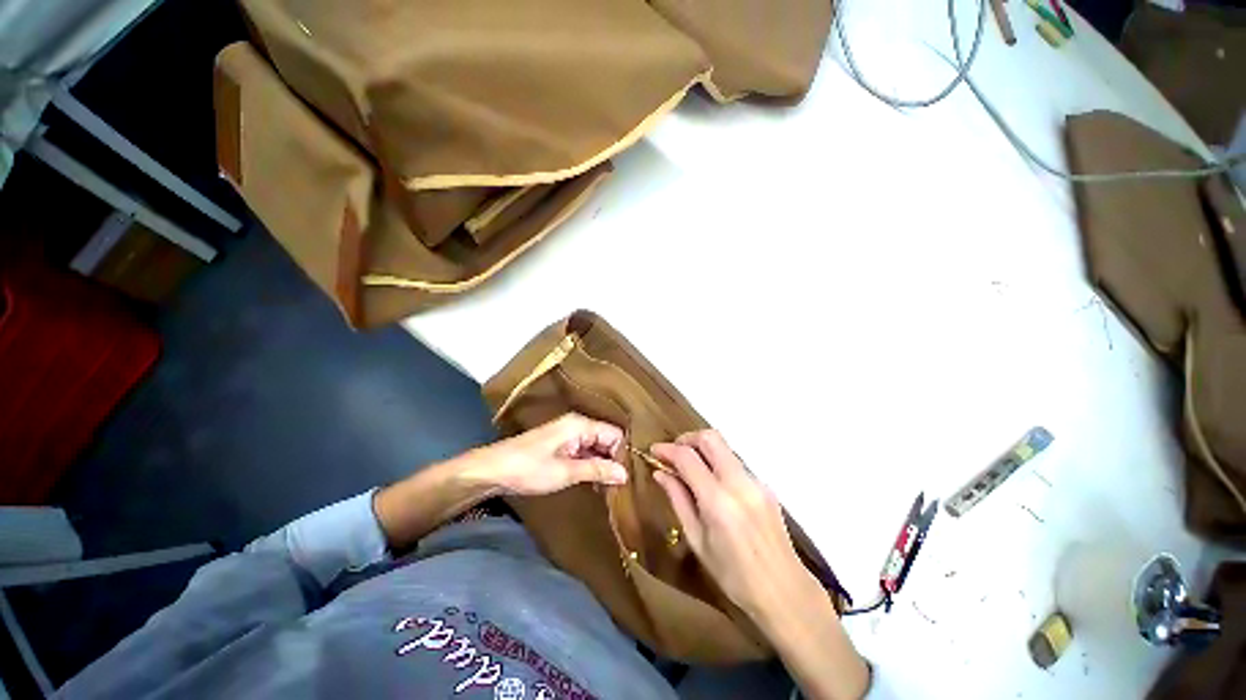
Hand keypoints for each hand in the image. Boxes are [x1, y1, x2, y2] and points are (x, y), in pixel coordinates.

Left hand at [467, 413, 627, 496]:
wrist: (492, 470)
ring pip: (596, 446)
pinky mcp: (561, 445)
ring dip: (602, 464)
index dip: (623, 454)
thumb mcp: (566, 472)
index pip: (614, 434)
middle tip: (621, 485)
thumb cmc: (530, 469)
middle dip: (614, 460)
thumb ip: (597, 470)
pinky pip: (584, 451)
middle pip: (606, 439)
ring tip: (611, 487)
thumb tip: (625, 474)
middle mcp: (577, 425)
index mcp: (581, 425)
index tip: (628, 476)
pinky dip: (590, 465)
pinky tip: (594, 482)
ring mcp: (568, 434)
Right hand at [652, 430, 869, 699]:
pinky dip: (717, 463)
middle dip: (687, 438)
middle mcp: (739, 482)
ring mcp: (756, 481)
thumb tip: (660, 473)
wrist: (784, 591)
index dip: (667, 449)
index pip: (687, 457)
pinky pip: (735, 462)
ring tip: (689, 468)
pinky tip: (712, 484)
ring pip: (724, 447)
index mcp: (718, 501)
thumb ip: (678, 500)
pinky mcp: (765, 485)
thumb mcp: (697, 541)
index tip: (654, 450)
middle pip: (710, 437)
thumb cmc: (733, 576)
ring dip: (703, 449)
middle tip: (673, 453)